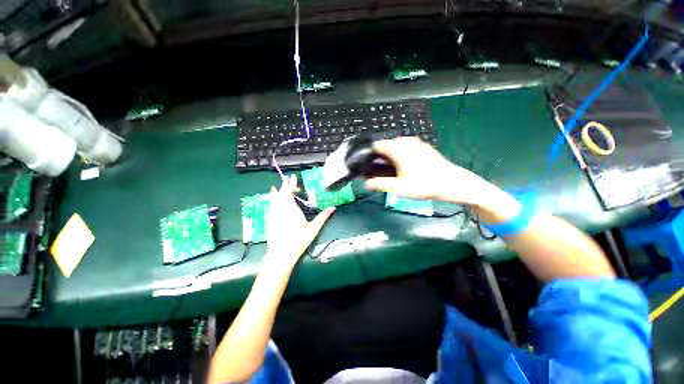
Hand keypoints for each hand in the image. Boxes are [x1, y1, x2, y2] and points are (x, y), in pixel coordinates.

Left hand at [264, 175, 334, 271]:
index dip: (291, 185)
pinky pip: (270, 206)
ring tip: (275, 188)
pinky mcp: (269, 220)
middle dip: (284, 186)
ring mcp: (273, 215)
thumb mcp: (314, 228)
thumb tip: (333, 208)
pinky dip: (272, 201)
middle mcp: (280, 209)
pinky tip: (273, 202)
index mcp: (291, 209)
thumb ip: (323, 216)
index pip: (289, 192)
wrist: (282, 253)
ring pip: (273, 200)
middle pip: (280, 194)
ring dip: (276, 193)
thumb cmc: (299, 240)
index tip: (295, 181)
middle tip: (288, 181)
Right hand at [365, 137, 491, 205]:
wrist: (450, 182)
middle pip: (388, 143)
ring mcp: (417, 143)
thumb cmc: (423, 185)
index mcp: (399, 150)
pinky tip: (405, 161)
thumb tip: (366, 183)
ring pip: (398, 143)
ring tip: (391, 165)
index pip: (378, 145)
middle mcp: (407, 143)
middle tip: (380, 167)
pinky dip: (402, 150)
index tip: (369, 162)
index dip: (371, 153)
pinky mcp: (425, 146)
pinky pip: (408, 144)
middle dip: (381, 153)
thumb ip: (381, 184)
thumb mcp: (399, 188)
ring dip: (391, 151)